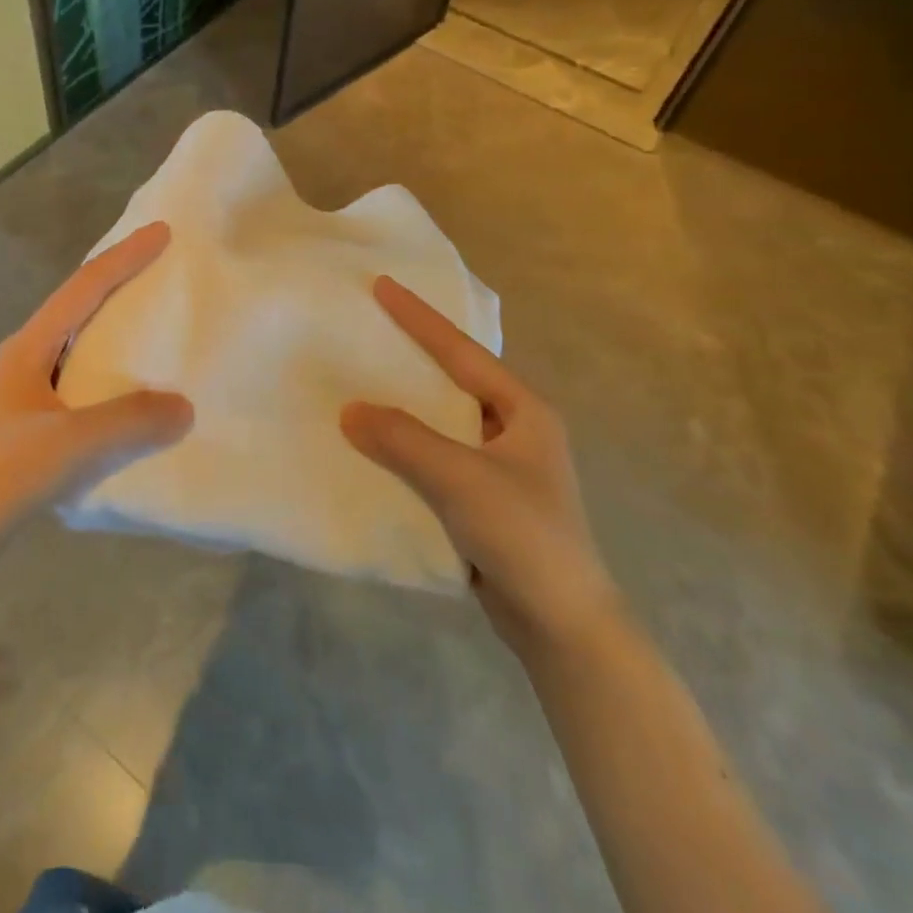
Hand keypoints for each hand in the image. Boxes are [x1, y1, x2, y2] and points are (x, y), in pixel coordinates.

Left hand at [0, 222, 193, 555]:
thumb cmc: (1, 475)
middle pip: (77, 305)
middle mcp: (23, 358)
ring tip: (150, 324)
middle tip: (158, 268)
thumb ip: (132, 420)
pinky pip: (77, 378)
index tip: (162, 231)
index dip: (125, 257)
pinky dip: (107, 369)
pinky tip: (125, 392)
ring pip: (76, 343)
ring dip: (111, 326)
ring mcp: (21, 391)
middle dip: (117, 281)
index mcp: (29, 347)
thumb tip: (184, 406)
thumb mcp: (73, 443)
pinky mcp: (24, 423)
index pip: (85, 287)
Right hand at [341, 277, 620, 657]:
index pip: (462, 353)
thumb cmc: (524, 536)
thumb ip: (404, 440)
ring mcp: (500, 470)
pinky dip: (406, 451)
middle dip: (413, 357)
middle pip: (453, 382)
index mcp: (523, 412)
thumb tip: (349, 410)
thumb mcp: (461, 479)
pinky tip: (373, 450)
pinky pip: (436, 462)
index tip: (383, 286)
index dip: (421, 318)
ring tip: (360, 384)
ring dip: (405, 409)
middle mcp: (514, 432)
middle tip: (369, 330)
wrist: (563, 627)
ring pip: (441, 425)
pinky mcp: (484, 503)